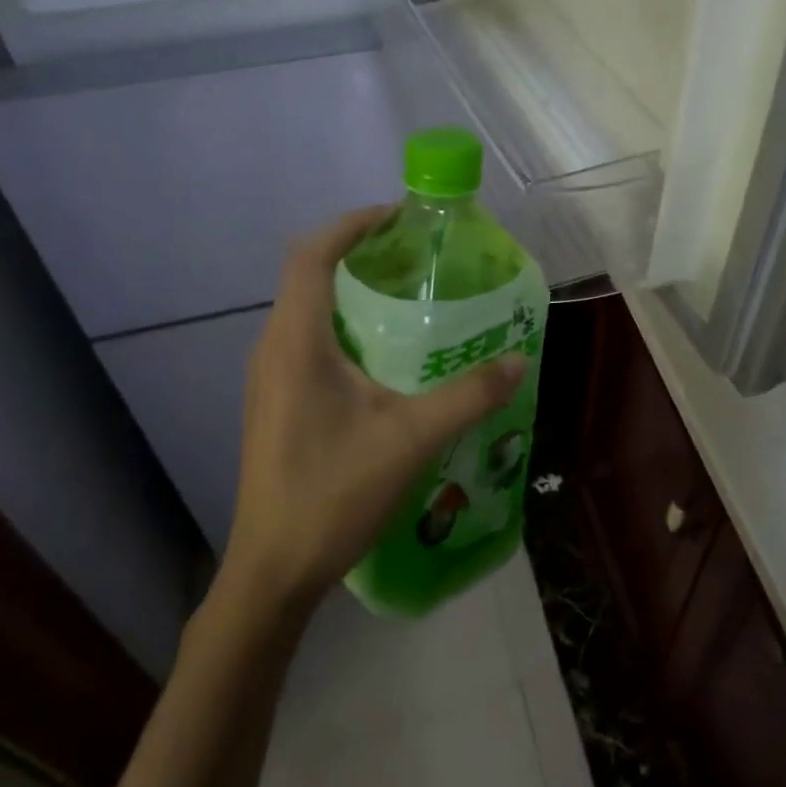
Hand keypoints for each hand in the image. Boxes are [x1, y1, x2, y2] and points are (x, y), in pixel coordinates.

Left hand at [221, 207, 525, 611]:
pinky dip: (342, 322)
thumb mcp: (410, 440)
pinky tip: (383, 351)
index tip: (397, 216)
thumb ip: (467, 396)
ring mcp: (269, 377)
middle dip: (357, 251)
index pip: (312, 255)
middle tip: (414, 252)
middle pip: (307, 274)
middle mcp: (273, 348)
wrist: (273, 571)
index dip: (351, 225)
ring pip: (306, 307)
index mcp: (296, 342)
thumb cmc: (332, 494)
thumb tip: (517, 361)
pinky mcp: (275, 401)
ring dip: (349, 288)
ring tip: (405, 291)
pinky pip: (306, 338)